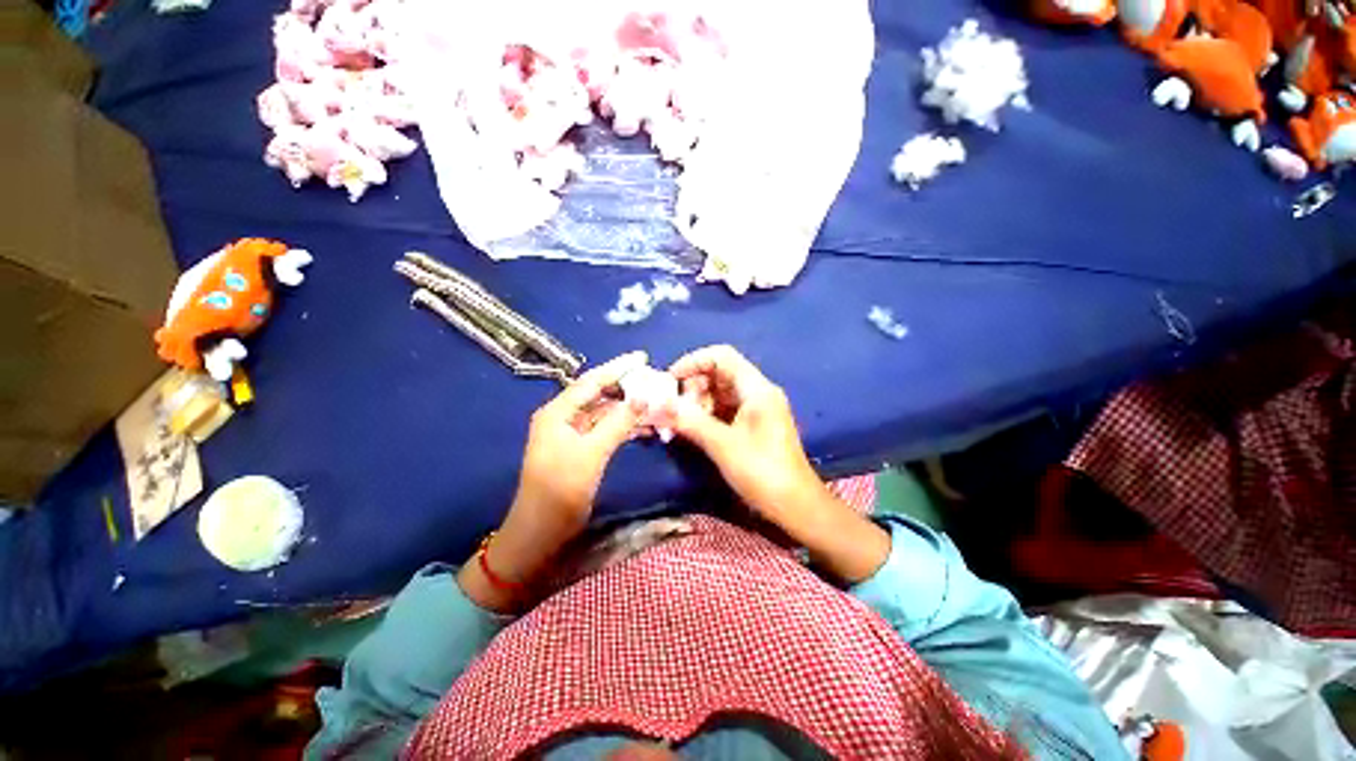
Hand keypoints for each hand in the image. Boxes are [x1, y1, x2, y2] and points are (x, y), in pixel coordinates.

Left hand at [460, 351, 645, 611]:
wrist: (540, 532)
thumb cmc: (560, 491)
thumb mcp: (592, 454)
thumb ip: (618, 423)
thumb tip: (643, 396)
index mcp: (557, 412)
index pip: (591, 382)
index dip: (618, 368)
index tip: (643, 357)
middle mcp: (562, 417)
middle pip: (598, 394)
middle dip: (626, 387)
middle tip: (653, 380)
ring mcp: (571, 433)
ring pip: (604, 412)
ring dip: (627, 407)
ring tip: (654, 400)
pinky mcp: (580, 448)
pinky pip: (605, 428)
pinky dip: (623, 425)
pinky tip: (643, 424)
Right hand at [667, 345, 828, 528]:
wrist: (796, 506)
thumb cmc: (762, 472)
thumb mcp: (722, 444)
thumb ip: (689, 420)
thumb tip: (655, 405)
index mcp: (756, 389)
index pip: (722, 356)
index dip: (693, 361)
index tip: (670, 379)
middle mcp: (758, 392)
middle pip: (719, 374)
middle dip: (693, 387)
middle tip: (674, 410)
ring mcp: (756, 409)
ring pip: (719, 393)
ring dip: (697, 404)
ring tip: (680, 424)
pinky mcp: (753, 425)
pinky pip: (725, 410)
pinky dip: (706, 416)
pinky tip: (692, 430)